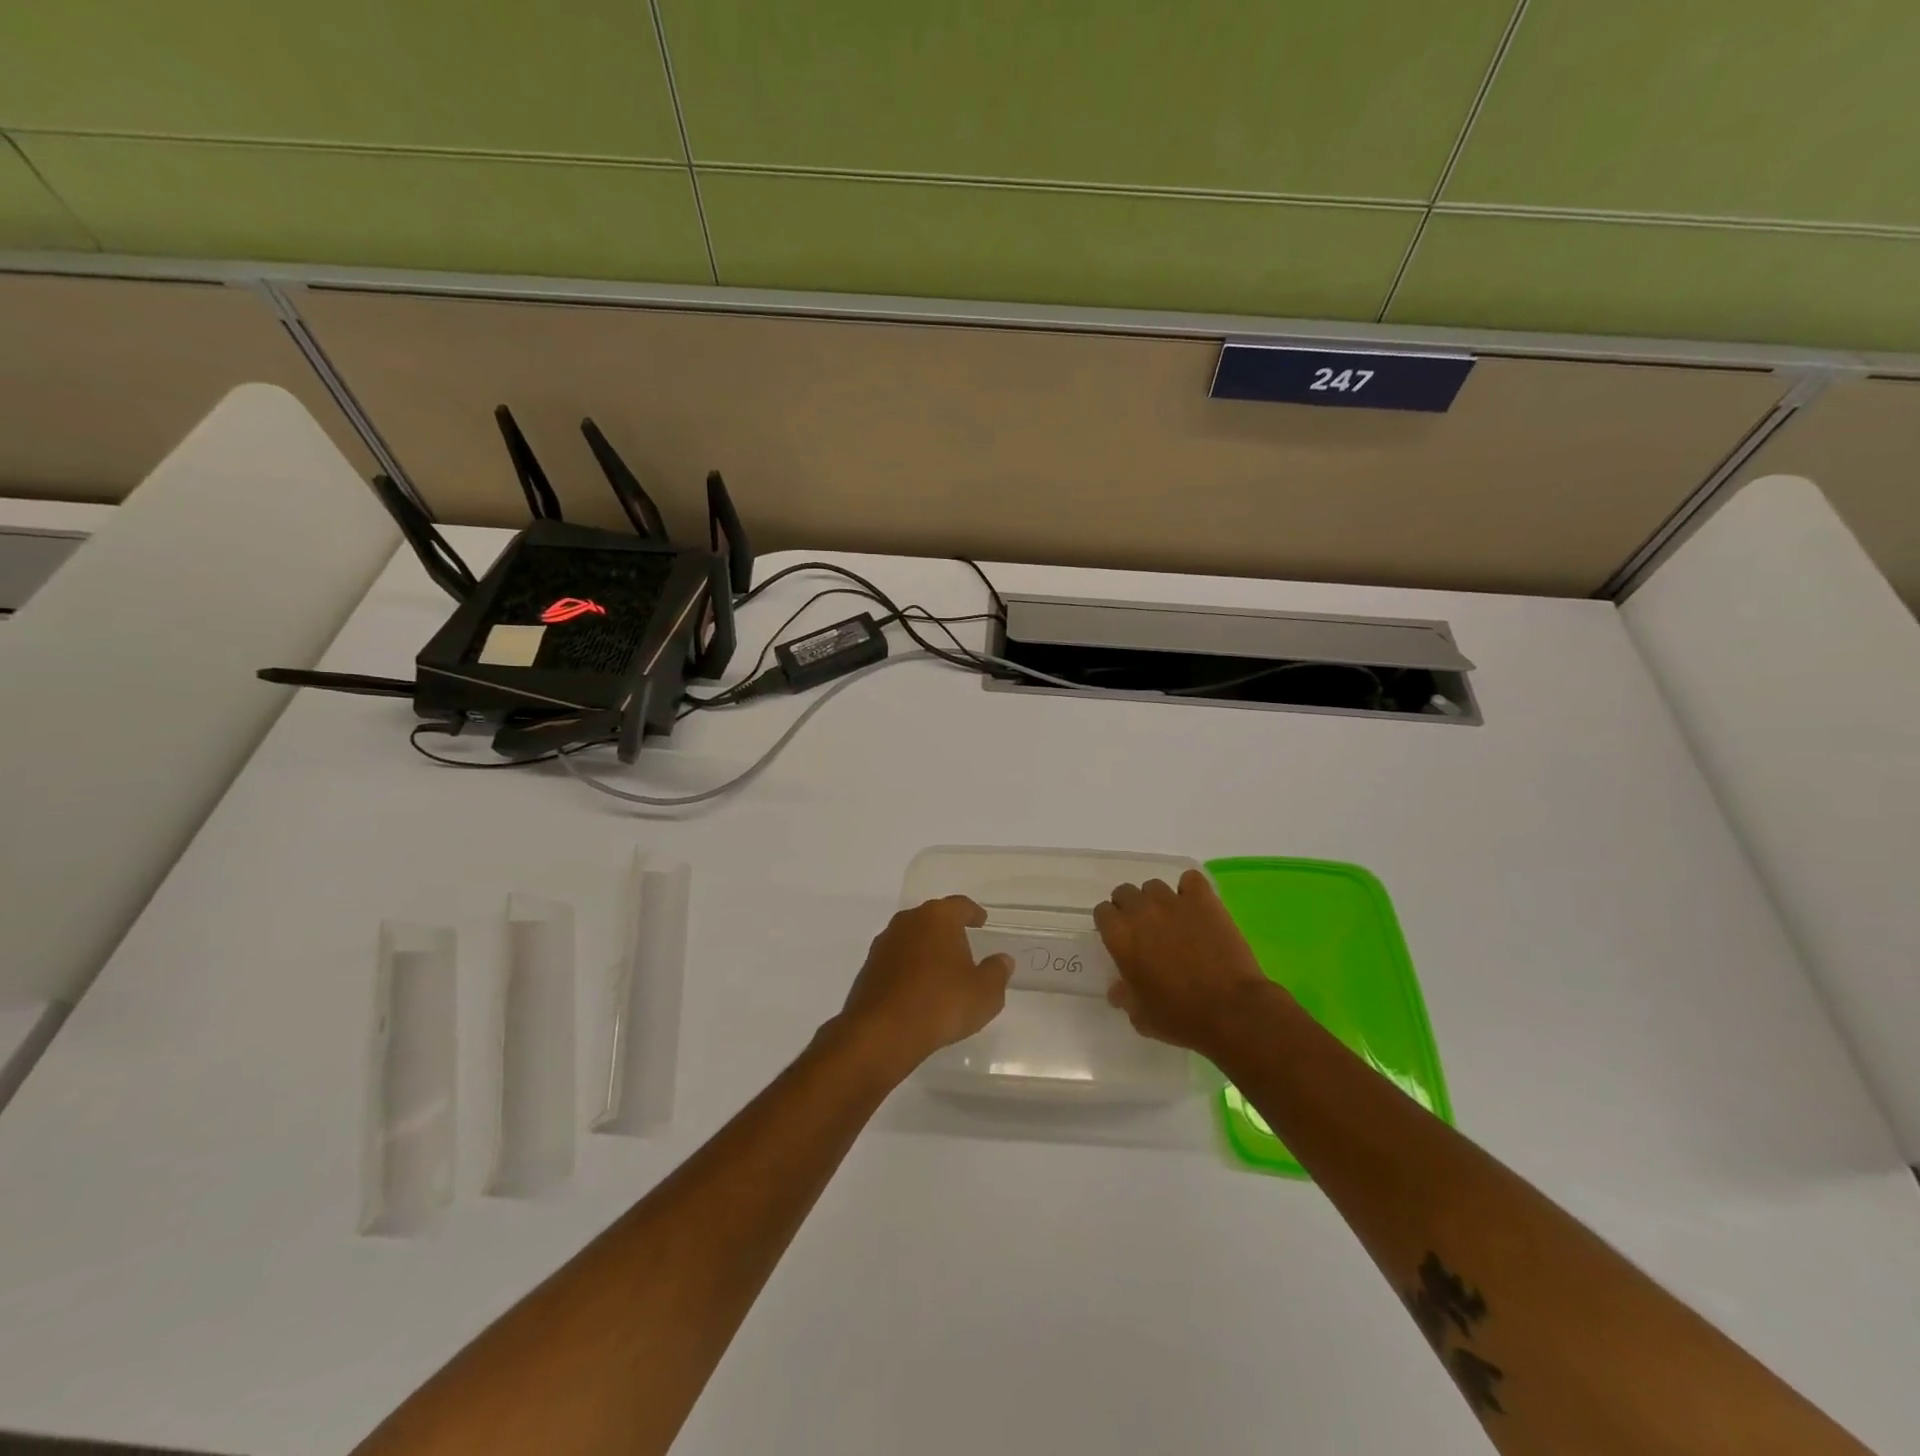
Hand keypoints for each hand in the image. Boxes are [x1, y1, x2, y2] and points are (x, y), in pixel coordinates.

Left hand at [834, 896, 1013, 1081]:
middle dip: (948, 929)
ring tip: (941, 970)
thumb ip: (997, 972)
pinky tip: (918, 989)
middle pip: (933, 918)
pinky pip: (896, 960)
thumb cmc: (942, 1003)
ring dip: (926, 948)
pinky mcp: (869, 967)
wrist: (883, 1032)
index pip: (960, 905)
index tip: (981, 922)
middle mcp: (908, 921)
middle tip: (963, 945)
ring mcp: (884, 943)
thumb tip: (1002, 960)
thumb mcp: (985, 993)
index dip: (973, 913)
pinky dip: (909, 968)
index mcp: (938, 917)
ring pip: (912, 937)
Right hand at [1095, 870, 1279, 1057]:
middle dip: (1130, 908)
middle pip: (1124, 892)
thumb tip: (1118, 989)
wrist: (1231, 1011)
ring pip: (1154, 886)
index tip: (1121, 939)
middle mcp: (1140, 911)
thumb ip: (1124, 996)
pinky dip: (1190, 890)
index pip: (1102, 911)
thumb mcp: (1141, 1016)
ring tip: (1173, 920)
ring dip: (1158, 900)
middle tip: (1145, 930)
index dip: (1110, 924)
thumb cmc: (1180, 1018)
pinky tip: (1197, 908)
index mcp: (1119, 937)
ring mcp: (1173, 901)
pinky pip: (1190, 880)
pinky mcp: (1203, 899)